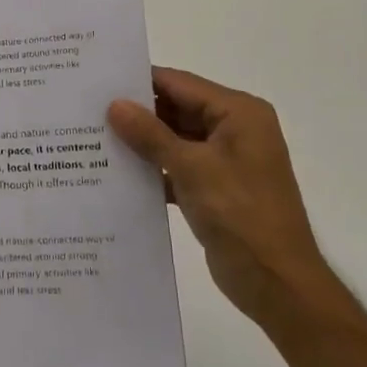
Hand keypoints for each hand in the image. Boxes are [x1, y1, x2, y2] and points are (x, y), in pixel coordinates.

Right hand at [108, 67, 326, 315]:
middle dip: (137, 113)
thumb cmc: (241, 214)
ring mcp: (226, 160)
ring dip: (142, 142)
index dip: (140, 82)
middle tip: (88, 110)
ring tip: (93, 137)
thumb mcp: (192, 168)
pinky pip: (178, 166)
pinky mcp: (215, 188)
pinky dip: (153, 168)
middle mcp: (235, 129)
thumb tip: (115, 104)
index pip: (180, 84)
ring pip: (175, 139)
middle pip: (177, 109)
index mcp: (238, 113)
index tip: (98, 82)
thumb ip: (150, 134)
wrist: (277, 284)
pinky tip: (116, 173)